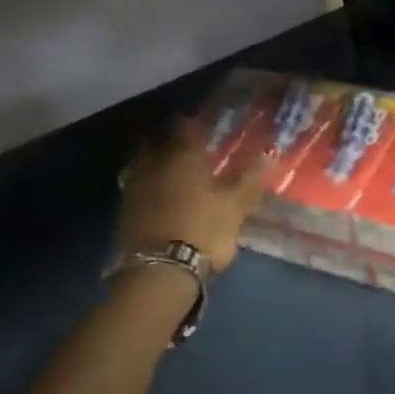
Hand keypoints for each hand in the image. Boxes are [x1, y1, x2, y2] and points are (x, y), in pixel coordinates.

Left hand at [118, 121, 267, 271]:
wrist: (160, 270)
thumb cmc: (204, 230)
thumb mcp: (236, 206)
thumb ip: (250, 179)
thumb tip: (269, 154)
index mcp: (183, 157)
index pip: (185, 127)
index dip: (193, 123)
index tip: (202, 125)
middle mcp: (154, 164)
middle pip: (158, 142)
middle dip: (170, 140)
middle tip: (186, 146)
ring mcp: (135, 187)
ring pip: (144, 163)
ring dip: (156, 162)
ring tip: (172, 170)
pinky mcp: (125, 210)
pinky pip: (137, 186)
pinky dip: (149, 185)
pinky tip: (159, 195)